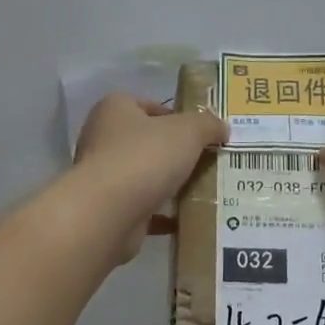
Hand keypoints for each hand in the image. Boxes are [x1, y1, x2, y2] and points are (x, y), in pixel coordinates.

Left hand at [74, 94, 225, 262]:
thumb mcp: (188, 131)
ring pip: (143, 176)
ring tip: (201, 190)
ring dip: (168, 184)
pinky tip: (185, 219)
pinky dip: (161, 214)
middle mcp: (102, 139)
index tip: (199, 133)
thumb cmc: (145, 157)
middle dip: (174, 152)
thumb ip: (207, 125)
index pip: (146, 105)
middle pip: (146, 141)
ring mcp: (103, 176)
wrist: (108, 213)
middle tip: (205, 161)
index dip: (174, 116)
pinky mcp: (108, 208)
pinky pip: (141, 208)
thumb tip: (221, 128)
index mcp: (115, 110)